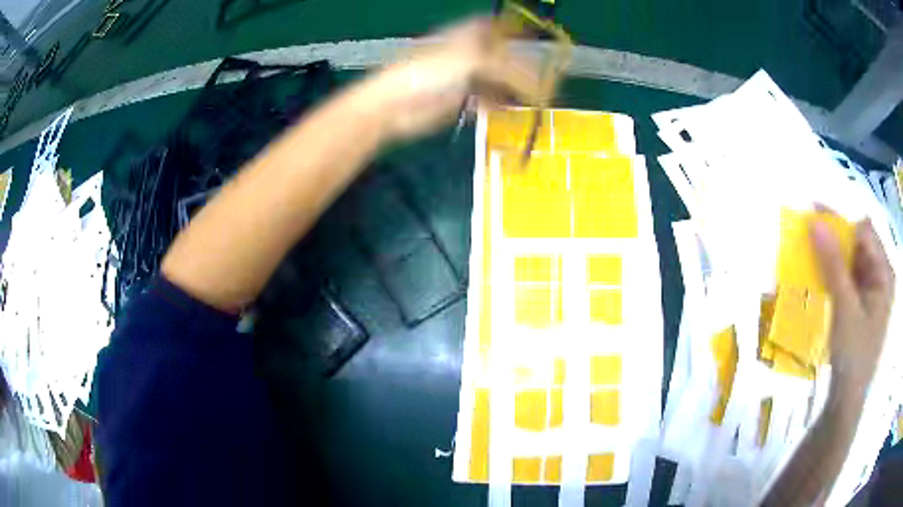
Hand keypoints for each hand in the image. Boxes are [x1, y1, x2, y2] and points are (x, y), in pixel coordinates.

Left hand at [361, 18, 542, 141]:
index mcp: (466, 35)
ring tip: (533, 101)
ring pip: (495, 81)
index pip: (494, 26)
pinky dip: (498, 105)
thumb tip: (539, 83)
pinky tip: (508, 112)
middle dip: (520, 66)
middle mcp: (466, 53)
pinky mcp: (458, 101)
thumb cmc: (430, 72)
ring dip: (512, 90)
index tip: (534, 37)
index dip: (514, 29)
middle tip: (543, 80)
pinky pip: (485, 101)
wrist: (395, 104)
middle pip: (500, 56)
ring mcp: (462, 77)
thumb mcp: (473, 61)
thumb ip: (508, 69)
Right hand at [811, 217, 894, 399]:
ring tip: (809, 253)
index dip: (841, 220)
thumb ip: (832, 264)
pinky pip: (848, 278)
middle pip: (858, 244)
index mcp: (885, 273)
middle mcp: (881, 276)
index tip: (813, 214)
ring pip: (852, 260)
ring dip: (832, 255)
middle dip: (835, 237)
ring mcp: (872, 291)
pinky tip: (819, 276)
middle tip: (808, 233)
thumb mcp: (845, 308)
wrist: (846, 401)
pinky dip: (834, 273)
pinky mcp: (861, 305)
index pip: (864, 231)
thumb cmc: (853, 355)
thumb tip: (813, 222)